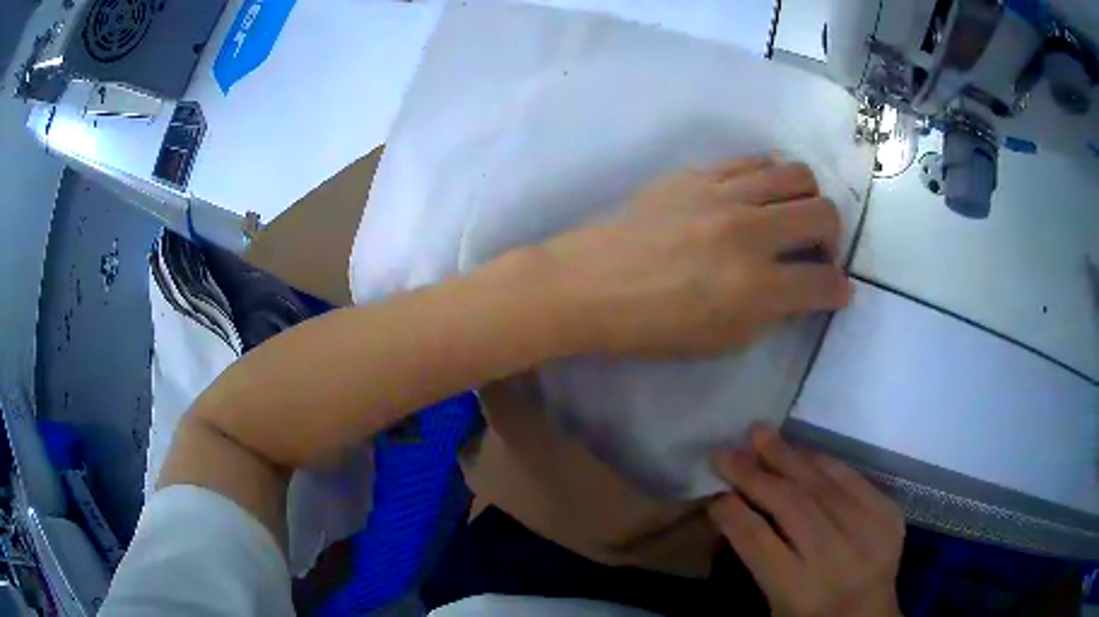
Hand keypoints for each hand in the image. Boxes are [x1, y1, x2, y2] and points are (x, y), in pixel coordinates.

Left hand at [538, 156, 851, 357]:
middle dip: (833, 238)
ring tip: (791, 217)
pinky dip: (770, 177)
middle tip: (816, 251)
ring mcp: (723, 194)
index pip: (823, 282)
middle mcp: (749, 233)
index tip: (837, 291)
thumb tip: (800, 290)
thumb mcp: (721, 341)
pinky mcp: (698, 173)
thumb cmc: (651, 327)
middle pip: (824, 213)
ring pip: (796, 174)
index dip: (839, 290)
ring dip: (807, 199)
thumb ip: (771, 313)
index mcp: (754, 288)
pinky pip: (753, 160)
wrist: (588, 285)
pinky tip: (760, 195)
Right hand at [708, 426, 904, 616]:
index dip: (733, 513)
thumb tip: (734, 504)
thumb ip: (757, 557)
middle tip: (725, 451)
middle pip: (792, 506)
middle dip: (754, 475)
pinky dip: (824, 461)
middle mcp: (835, 558)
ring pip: (822, 485)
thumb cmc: (811, 616)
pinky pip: (852, 478)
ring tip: (760, 433)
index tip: (714, 493)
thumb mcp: (775, 602)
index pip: (759, 542)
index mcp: (799, 590)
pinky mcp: (888, 515)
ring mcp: (868, 532)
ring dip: (788, 456)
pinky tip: (802, 450)